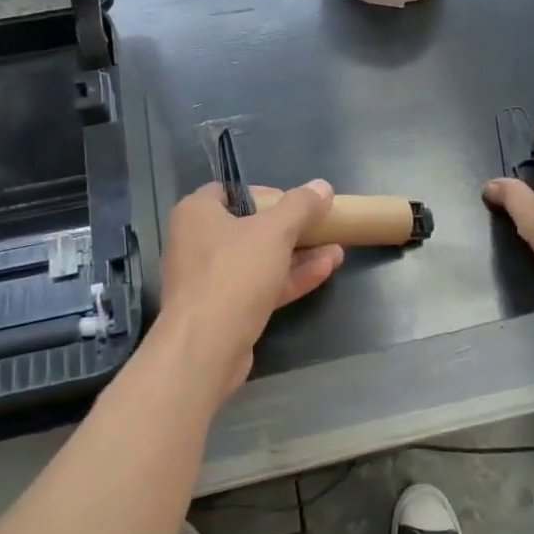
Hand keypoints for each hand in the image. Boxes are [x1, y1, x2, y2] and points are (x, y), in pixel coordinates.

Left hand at [152, 181, 345, 398]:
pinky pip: (259, 286)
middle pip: (249, 227)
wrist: (205, 348)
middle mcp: (197, 242)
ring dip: (297, 254)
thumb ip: (301, 206)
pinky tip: (326, 270)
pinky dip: (289, 278)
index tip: (294, 202)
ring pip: (258, 259)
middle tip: (320, 226)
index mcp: (196, 213)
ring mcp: (209, 280)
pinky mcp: (223, 310)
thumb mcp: (275, 231)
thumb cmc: (234, 273)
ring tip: (336, 249)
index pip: (230, 191)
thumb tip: (322, 186)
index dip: (264, 194)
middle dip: (290, 228)